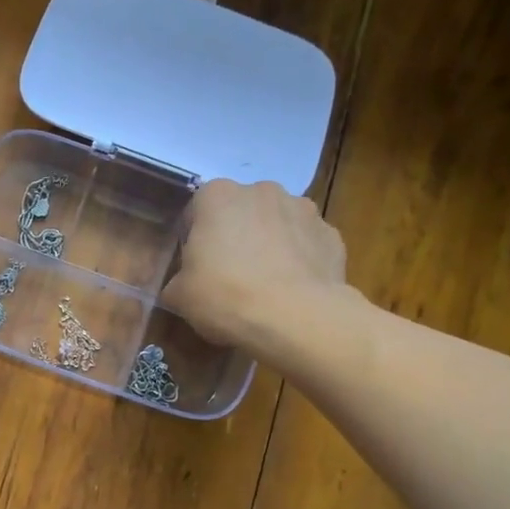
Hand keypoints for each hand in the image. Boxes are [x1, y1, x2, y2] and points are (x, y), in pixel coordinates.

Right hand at [163, 179, 346, 348]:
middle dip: (235, 237)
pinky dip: (299, 261)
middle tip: (229, 277)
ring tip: (265, 286)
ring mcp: (303, 209)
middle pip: (240, 213)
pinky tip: (292, 291)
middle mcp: (261, 190)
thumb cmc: (226, 296)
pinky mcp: (332, 235)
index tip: (196, 269)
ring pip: (277, 225)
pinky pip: (306, 245)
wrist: (296, 318)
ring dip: (269, 245)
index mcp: (217, 196)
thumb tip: (183, 286)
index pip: (196, 212)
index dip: (194, 242)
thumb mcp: (180, 296)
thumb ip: (178, 282)